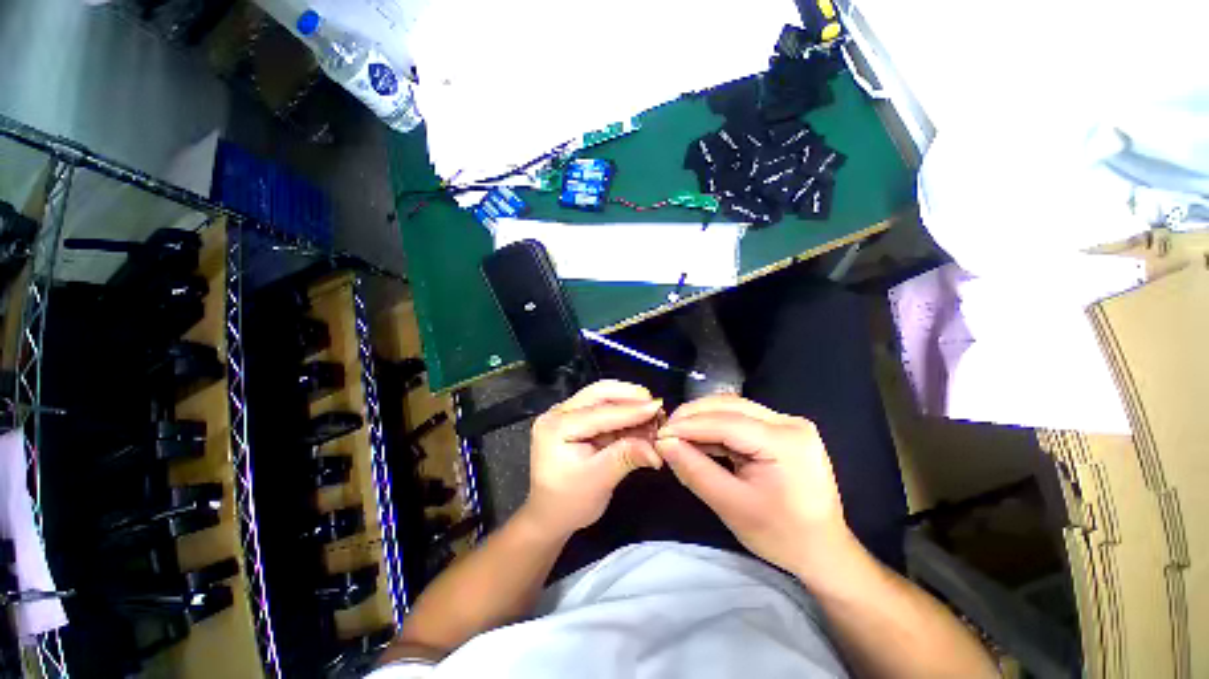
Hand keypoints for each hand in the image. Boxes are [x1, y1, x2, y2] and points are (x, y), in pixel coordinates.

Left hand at [524, 380, 663, 536]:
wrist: (550, 515)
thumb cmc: (569, 502)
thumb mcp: (598, 481)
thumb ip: (626, 457)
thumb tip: (656, 449)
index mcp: (556, 427)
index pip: (599, 413)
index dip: (631, 410)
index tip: (658, 407)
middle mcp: (558, 413)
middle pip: (598, 393)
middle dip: (629, 397)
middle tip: (656, 405)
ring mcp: (565, 413)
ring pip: (601, 397)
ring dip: (628, 403)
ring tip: (651, 414)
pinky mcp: (575, 418)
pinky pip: (602, 407)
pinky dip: (623, 412)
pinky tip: (640, 420)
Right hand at [655, 394, 853, 577]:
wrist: (823, 551)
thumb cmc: (781, 536)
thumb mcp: (731, 506)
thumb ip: (694, 470)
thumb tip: (663, 443)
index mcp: (786, 442)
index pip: (727, 422)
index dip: (689, 425)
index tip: (659, 433)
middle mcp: (790, 422)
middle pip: (730, 406)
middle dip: (693, 415)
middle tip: (666, 430)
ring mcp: (789, 423)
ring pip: (734, 408)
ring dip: (703, 418)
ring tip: (678, 434)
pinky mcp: (783, 429)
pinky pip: (741, 419)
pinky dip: (717, 427)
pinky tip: (700, 438)